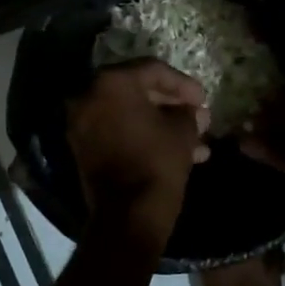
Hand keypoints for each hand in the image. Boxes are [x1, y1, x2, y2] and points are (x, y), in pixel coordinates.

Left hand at [66, 61, 210, 223]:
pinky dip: (141, 134)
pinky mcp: (82, 146)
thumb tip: (194, 113)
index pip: (153, 70)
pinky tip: (174, 150)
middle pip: (137, 90)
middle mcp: (89, 95)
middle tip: (196, 116)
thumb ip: (188, 113)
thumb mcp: (182, 132)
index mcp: (111, 82)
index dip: (183, 84)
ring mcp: (81, 122)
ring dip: (160, 123)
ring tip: (195, 140)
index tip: (204, 100)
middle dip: (171, 104)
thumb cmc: (157, 162)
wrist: (128, 215)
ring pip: (128, 113)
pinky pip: (116, 130)